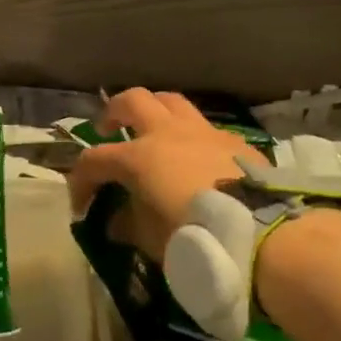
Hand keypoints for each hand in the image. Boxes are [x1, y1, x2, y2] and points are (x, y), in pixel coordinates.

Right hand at [65, 89, 265, 260]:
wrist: (259, 233)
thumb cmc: (195, 237)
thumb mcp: (151, 240)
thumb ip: (129, 224)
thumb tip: (118, 220)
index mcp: (139, 157)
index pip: (94, 160)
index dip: (81, 180)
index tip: (82, 205)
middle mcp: (168, 133)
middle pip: (132, 101)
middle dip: (114, 112)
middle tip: (110, 131)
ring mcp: (203, 132)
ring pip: (171, 101)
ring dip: (154, 111)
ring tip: (152, 131)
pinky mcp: (233, 141)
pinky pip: (204, 127)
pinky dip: (191, 136)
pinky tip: (196, 157)